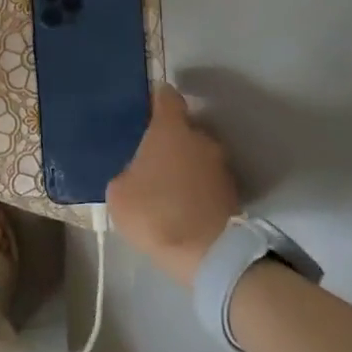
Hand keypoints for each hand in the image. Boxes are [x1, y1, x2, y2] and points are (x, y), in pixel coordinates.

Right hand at [106, 85, 239, 286]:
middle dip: (168, 139)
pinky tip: (178, 203)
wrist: (208, 254)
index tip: (144, 105)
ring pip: (196, 155)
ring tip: (163, 185)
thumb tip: (137, 173)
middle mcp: (201, 138)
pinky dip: (194, 186)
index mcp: (171, 129)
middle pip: (183, 128)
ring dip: (183, 164)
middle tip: (147, 156)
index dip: (155, 98)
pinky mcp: (233, 192)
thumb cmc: (156, 212)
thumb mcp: (118, 192)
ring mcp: (221, 165)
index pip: (167, 97)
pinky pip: (205, 179)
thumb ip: (127, 172)